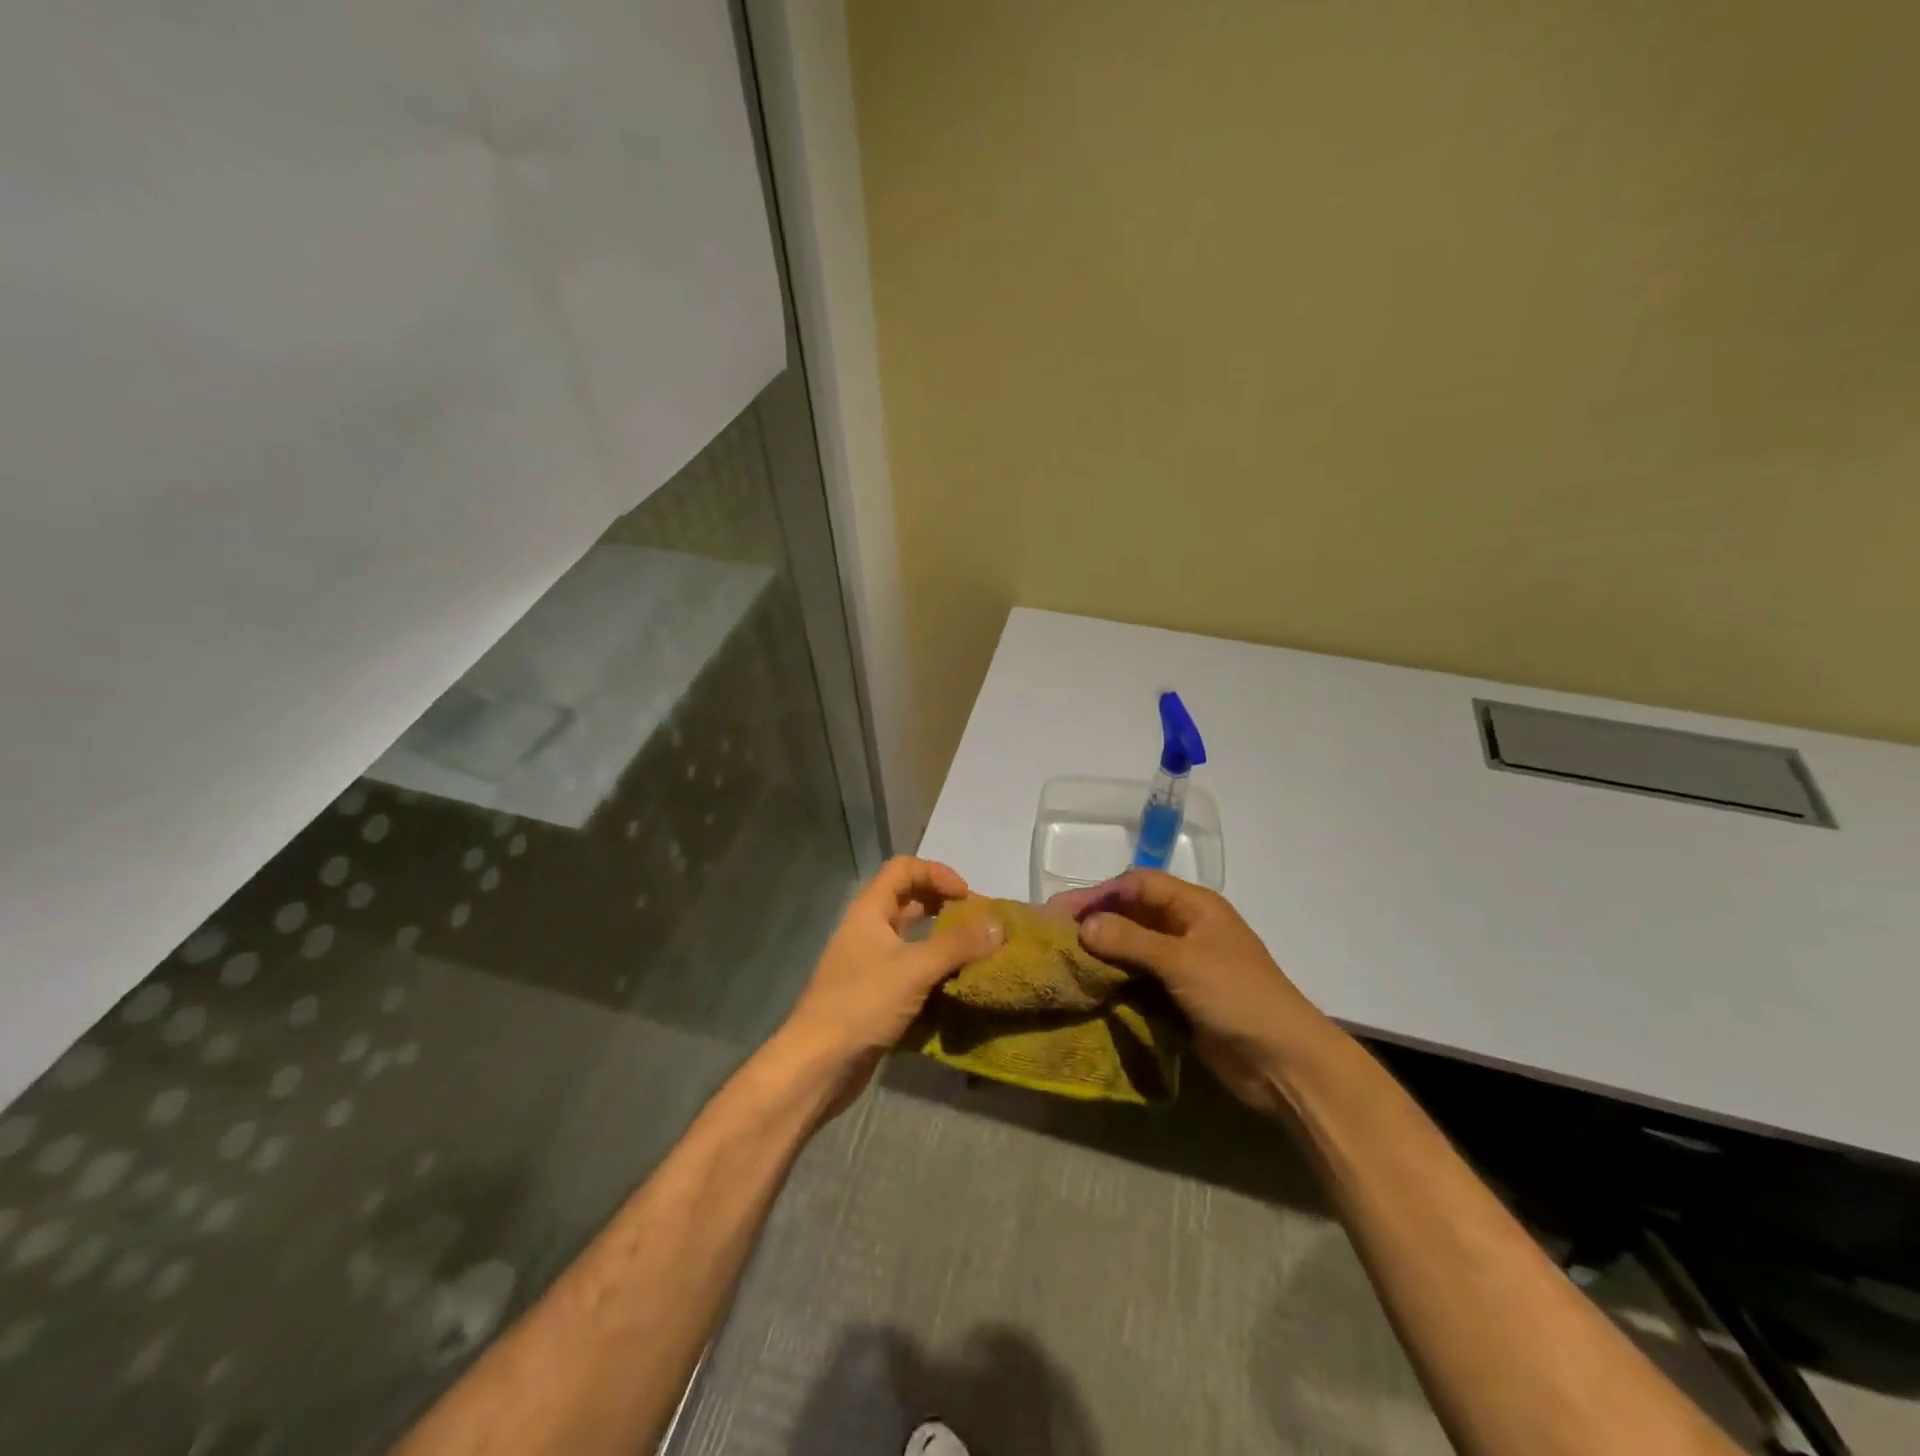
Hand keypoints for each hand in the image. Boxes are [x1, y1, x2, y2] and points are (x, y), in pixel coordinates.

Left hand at [770, 856, 1002, 1117]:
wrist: (818, 1065)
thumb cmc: (862, 1004)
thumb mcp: (914, 969)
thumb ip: (958, 945)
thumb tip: (998, 924)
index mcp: (870, 911)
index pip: (903, 869)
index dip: (937, 873)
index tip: (967, 898)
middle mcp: (868, 930)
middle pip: (909, 900)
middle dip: (945, 906)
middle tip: (978, 925)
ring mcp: (870, 964)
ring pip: (912, 938)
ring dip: (943, 941)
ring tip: (976, 954)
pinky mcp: (876, 995)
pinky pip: (910, 970)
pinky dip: (934, 971)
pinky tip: (957, 985)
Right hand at [1049, 869, 1336, 1116]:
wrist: (1285, 1063)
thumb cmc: (1238, 997)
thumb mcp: (1182, 962)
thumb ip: (1131, 940)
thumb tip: (1083, 925)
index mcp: (1195, 907)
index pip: (1137, 885)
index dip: (1098, 894)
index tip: (1060, 913)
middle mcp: (1187, 929)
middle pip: (1133, 914)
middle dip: (1096, 921)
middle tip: (1054, 937)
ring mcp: (1185, 966)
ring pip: (1134, 949)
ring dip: (1103, 953)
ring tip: (1065, 963)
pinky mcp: (1181, 999)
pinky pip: (1140, 981)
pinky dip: (1116, 982)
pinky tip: (1090, 989)